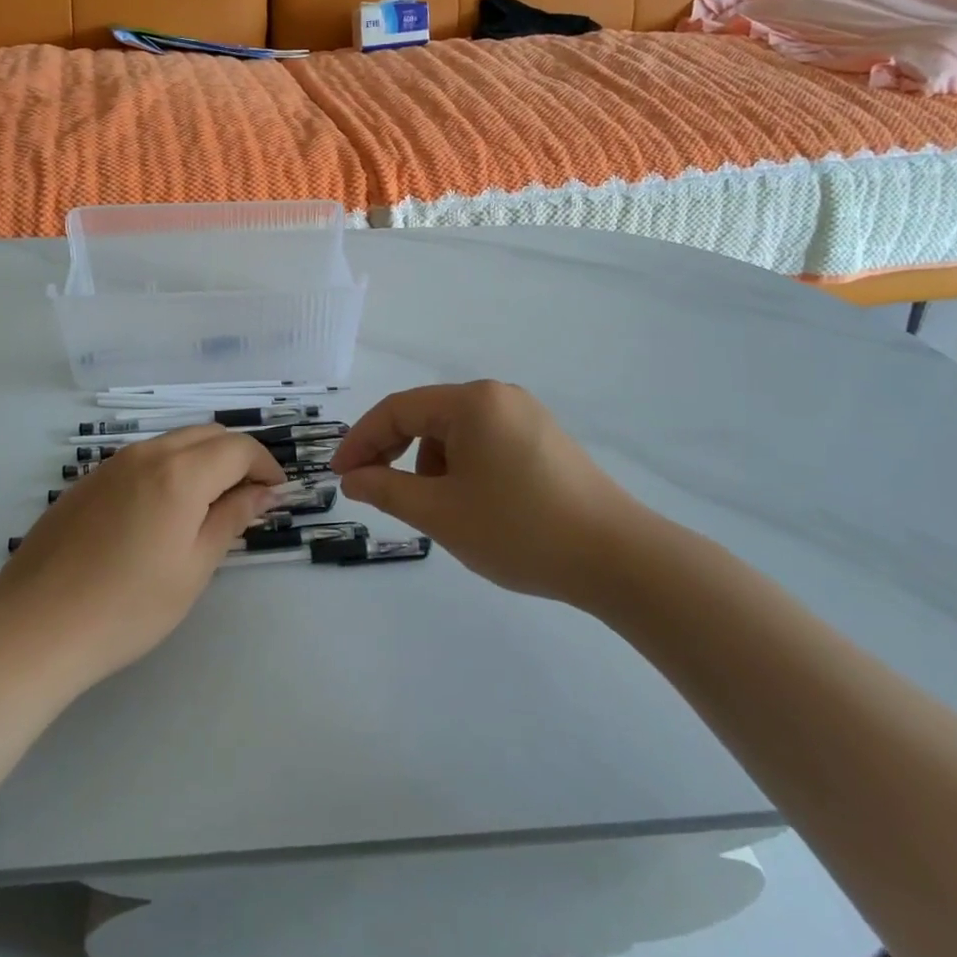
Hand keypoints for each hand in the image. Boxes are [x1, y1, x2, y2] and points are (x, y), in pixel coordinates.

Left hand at [0, 426, 284, 689]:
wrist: (35, 627)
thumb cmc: (127, 607)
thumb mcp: (193, 568)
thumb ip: (231, 519)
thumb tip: (263, 491)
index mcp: (180, 474)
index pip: (238, 448)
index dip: (265, 466)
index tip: (276, 493)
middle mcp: (147, 454)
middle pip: (207, 435)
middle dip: (236, 457)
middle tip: (248, 498)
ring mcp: (112, 464)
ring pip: (173, 442)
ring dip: (202, 460)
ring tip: (209, 505)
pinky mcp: (89, 480)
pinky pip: (143, 458)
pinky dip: (169, 468)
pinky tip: (162, 511)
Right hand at [330, 381, 650, 601]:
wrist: (618, 559)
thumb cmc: (519, 530)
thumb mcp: (441, 513)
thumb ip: (387, 489)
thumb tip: (352, 478)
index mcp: (472, 402)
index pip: (398, 410)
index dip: (361, 441)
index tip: (339, 476)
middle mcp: (498, 396)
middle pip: (427, 416)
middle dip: (393, 452)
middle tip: (372, 489)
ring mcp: (527, 416)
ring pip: (456, 433)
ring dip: (430, 465)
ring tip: (437, 510)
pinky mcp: (545, 440)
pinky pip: (485, 443)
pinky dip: (462, 468)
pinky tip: (473, 505)